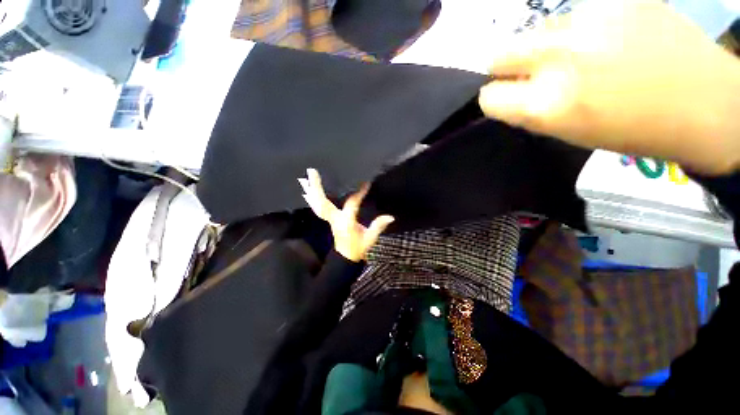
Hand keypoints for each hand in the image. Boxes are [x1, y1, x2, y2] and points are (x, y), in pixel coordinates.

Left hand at [299, 168, 393, 261]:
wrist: (345, 258)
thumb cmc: (358, 248)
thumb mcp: (370, 239)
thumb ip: (378, 226)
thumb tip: (390, 216)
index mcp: (346, 223)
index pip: (351, 204)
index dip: (359, 193)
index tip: (366, 183)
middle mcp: (335, 219)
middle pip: (322, 203)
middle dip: (317, 188)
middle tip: (312, 172)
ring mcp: (329, 220)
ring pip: (317, 205)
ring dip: (311, 191)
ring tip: (305, 178)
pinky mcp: (328, 220)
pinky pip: (317, 208)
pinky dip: (312, 199)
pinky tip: (307, 191)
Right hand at [479, 0, 739, 174]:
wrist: (706, 103)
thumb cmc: (633, 129)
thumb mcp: (568, 131)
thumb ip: (530, 109)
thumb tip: (509, 92)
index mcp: (546, 105)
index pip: (489, 96)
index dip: (496, 97)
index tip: (509, 97)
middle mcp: (559, 59)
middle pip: (500, 54)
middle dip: (509, 67)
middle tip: (533, 72)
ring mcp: (589, 21)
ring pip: (538, 31)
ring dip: (548, 46)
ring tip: (585, 55)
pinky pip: (576, 15)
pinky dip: (581, 29)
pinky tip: (608, 40)